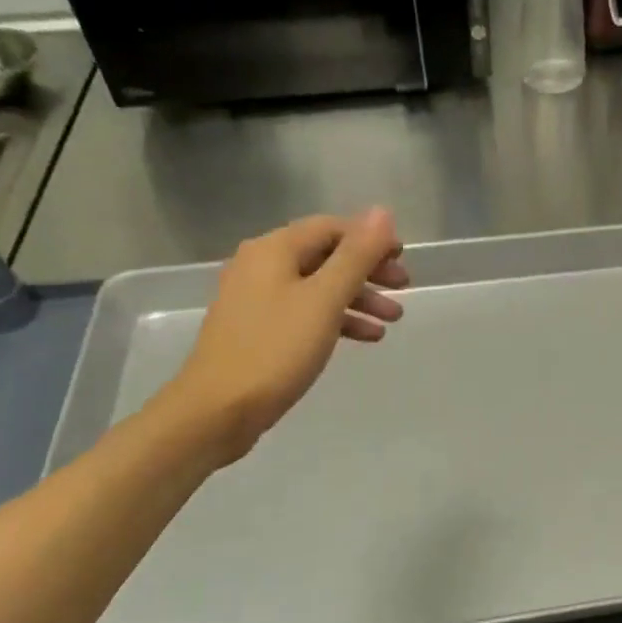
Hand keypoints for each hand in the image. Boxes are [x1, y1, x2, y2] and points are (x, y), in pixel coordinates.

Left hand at [155, 209, 408, 462]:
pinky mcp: (258, 330)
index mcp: (274, 250)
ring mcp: (257, 299)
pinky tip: (366, 337)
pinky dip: (337, 319)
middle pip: (326, 256)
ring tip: (393, 319)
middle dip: (368, 270)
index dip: (370, 239)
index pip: (332, 228)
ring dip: (358, 298)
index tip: (403, 259)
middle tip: (404, 287)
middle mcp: (261, 266)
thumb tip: (382, 212)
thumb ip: (356, 255)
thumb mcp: (324, 299)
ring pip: (318, 287)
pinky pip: (306, 312)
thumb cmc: (275, 349)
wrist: (217, 410)